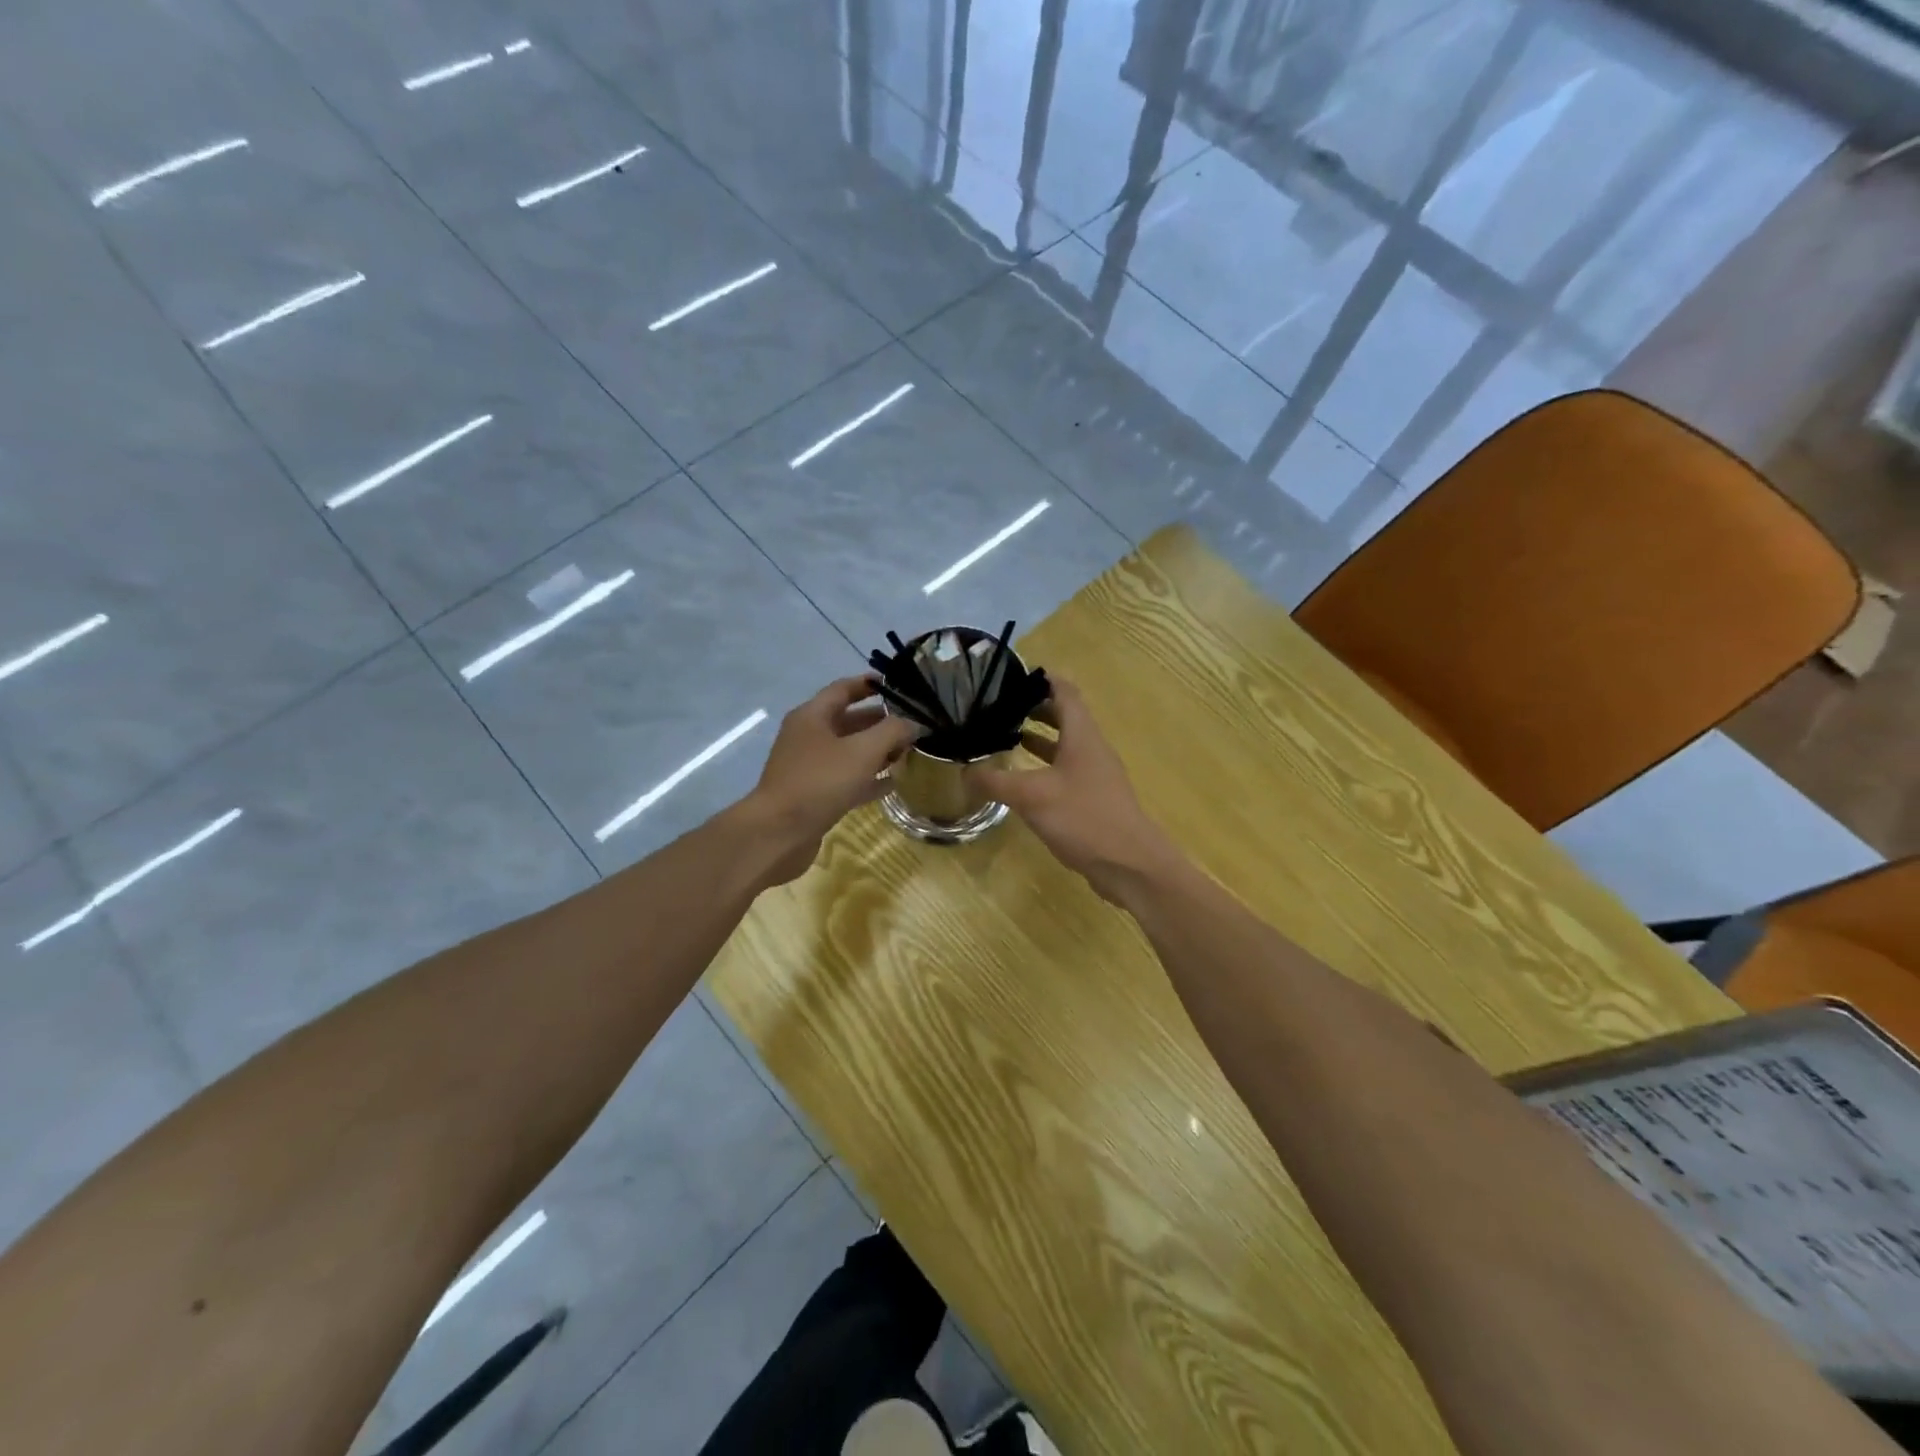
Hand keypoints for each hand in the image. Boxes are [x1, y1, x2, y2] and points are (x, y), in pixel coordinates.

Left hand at [745, 676, 920, 883]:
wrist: (779, 833)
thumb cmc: (820, 782)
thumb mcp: (862, 752)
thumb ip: (892, 732)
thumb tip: (912, 724)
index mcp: (812, 716)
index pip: (843, 689)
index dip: (869, 684)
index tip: (896, 685)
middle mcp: (808, 737)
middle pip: (848, 721)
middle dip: (880, 722)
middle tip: (911, 725)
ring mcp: (809, 767)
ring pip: (849, 752)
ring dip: (877, 751)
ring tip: (907, 753)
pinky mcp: (814, 795)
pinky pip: (846, 779)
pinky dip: (868, 778)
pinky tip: (892, 784)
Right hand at [965, 678, 1181, 902]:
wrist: (1130, 865)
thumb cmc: (1084, 818)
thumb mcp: (1031, 796)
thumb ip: (995, 781)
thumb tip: (964, 771)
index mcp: (1082, 735)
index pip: (1065, 691)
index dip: (1042, 678)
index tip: (1012, 674)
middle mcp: (1092, 748)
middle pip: (1065, 716)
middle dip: (1034, 708)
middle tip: (1000, 707)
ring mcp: (1095, 775)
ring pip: (1065, 745)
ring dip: (1039, 738)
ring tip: (1005, 737)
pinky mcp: (1094, 799)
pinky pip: (1066, 771)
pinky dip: (1044, 766)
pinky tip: (1023, 781)